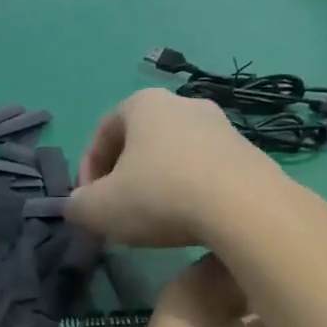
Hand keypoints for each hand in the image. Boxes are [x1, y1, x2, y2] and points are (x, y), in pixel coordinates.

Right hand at [67, 89, 287, 248]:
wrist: (244, 207)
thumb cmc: (160, 195)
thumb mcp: (100, 209)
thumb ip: (78, 206)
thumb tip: (77, 207)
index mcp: (143, 104)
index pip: (102, 132)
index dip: (87, 171)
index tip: (88, 205)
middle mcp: (184, 104)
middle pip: (140, 143)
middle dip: (124, 178)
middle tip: (118, 213)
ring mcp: (222, 127)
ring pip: (175, 157)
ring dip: (159, 186)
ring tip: (155, 222)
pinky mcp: (249, 154)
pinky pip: (207, 172)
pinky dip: (192, 194)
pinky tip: (191, 223)